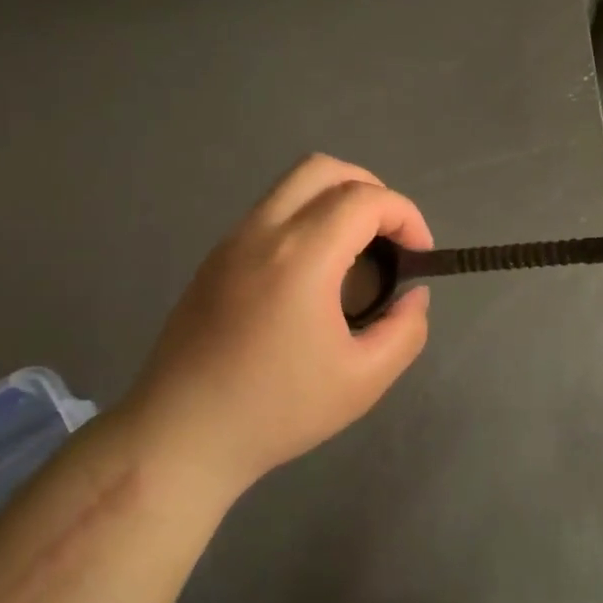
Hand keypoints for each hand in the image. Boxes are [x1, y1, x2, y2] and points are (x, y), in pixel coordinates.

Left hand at [124, 154, 432, 498]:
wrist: (183, 434)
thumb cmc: (277, 410)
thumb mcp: (363, 381)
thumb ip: (405, 331)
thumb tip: (412, 297)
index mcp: (301, 255)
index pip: (365, 198)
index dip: (405, 215)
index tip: (419, 255)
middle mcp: (262, 232)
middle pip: (323, 168)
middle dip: (370, 190)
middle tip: (389, 237)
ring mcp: (231, 241)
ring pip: (291, 186)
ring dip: (334, 201)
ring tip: (355, 255)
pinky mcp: (214, 259)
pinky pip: (269, 214)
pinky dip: (304, 220)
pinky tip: (312, 276)